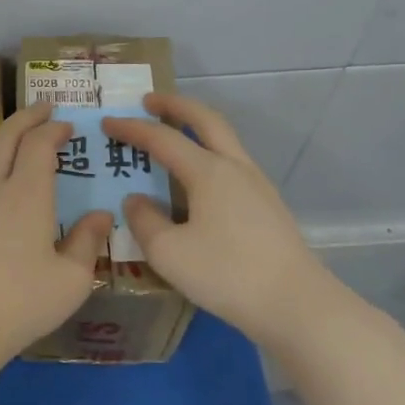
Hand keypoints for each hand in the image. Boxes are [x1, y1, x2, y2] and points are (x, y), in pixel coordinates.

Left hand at [0, 100, 113, 370]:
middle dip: (25, 119)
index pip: (40, 144)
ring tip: (7, 156)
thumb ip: (88, 243)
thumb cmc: (20, 304)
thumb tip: (101, 215)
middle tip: (41, 110)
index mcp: (28, 195)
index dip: (54, 129)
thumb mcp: (71, 280)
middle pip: (5, 139)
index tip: (67, 127)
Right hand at [102, 92, 344, 346]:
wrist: (296, 304)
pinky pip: (231, 164)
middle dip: (176, 106)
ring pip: (224, 141)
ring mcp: (256, 185)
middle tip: (149, 101)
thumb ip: (144, 221)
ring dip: (196, 128)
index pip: (163, 138)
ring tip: (171, 135)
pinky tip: (197, 180)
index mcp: (209, 171)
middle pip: (206, 120)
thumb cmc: (226, 273)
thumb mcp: (168, 252)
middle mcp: (235, 168)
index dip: (132, 129)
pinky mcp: (267, 206)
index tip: (108, 123)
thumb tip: (136, 200)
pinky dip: (208, 154)